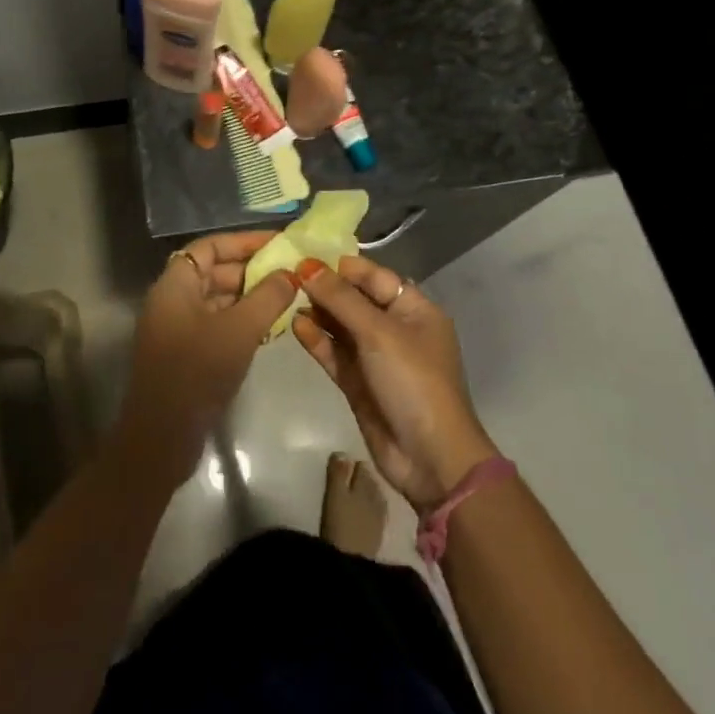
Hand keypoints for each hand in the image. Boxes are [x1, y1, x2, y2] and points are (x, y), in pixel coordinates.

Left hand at [115, 231, 300, 488]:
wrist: (162, 436)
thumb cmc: (197, 371)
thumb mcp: (239, 330)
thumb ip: (268, 296)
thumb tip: (291, 272)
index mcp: (174, 285)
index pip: (209, 247)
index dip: (243, 241)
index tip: (278, 242)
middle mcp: (172, 300)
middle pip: (214, 271)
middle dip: (252, 269)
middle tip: (291, 271)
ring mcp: (177, 328)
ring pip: (218, 299)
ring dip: (250, 296)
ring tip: (289, 296)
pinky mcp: (186, 354)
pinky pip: (217, 324)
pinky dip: (242, 321)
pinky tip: (272, 327)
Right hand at [292, 256, 498, 509]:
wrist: (430, 457)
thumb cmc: (413, 382)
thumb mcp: (378, 333)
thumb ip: (341, 299)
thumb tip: (307, 267)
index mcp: (414, 310)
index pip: (374, 276)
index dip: (341, 266)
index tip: (304, 256)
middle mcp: (396, 329)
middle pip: (355, 300)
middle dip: (324, 288)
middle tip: (285, 275)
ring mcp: (376, 358)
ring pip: (342, 327)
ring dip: (318, 313)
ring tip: (284, 298)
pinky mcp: (359, 383)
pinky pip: (335, 354)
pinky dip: (317, 340)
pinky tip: (295, 326)